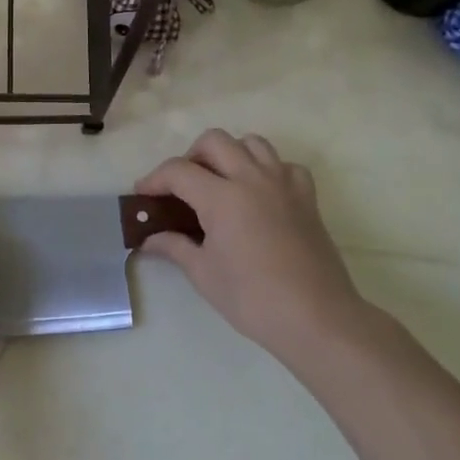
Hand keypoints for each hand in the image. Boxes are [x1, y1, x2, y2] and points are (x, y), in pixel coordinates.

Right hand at [137, 130, 367, 362]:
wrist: (316, 318)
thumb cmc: (253, 298)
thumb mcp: (204, 274)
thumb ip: (174, 247)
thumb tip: (149, 240)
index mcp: (222, 197)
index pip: (178, 171)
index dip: (154, 179)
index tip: (143, 195)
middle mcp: (252, 178)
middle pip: (214, 141)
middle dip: (190, 156)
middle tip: (182, 186)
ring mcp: (283, 184)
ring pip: (252, 143)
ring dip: (229, 154)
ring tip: (220, 182)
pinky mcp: (307, 197)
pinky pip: (284, 165)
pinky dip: (267, 169)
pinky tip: (260, 193)